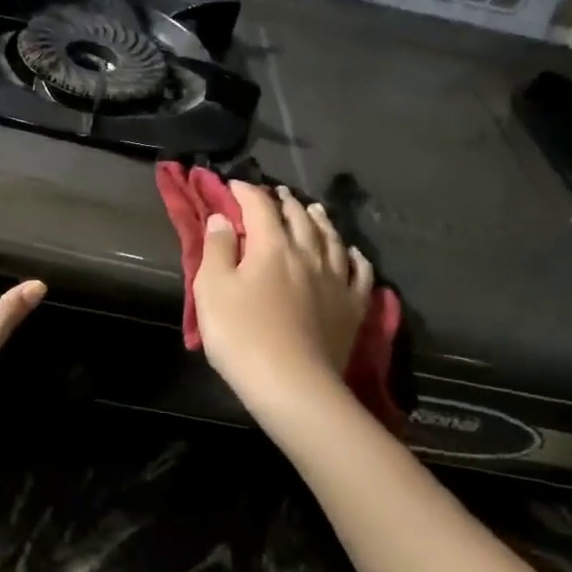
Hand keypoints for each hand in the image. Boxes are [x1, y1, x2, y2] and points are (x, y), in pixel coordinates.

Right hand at [192, 181, 371, 413]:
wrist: (292, 385)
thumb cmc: (242, 335)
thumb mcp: (212, 288)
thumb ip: (216, 249)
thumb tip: (223, 217)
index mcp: (272, 246)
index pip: (259, 207)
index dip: (245, 192)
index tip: (233, 186)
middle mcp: (308, 254)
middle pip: (299, 218)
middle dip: (285, 202)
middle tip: (276, 193)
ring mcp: (336, 280)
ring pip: (331, 239)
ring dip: (320, 221)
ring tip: (313, 210)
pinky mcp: (353, 307)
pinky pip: (359, 273)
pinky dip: (354, 256)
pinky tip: (351, 253)